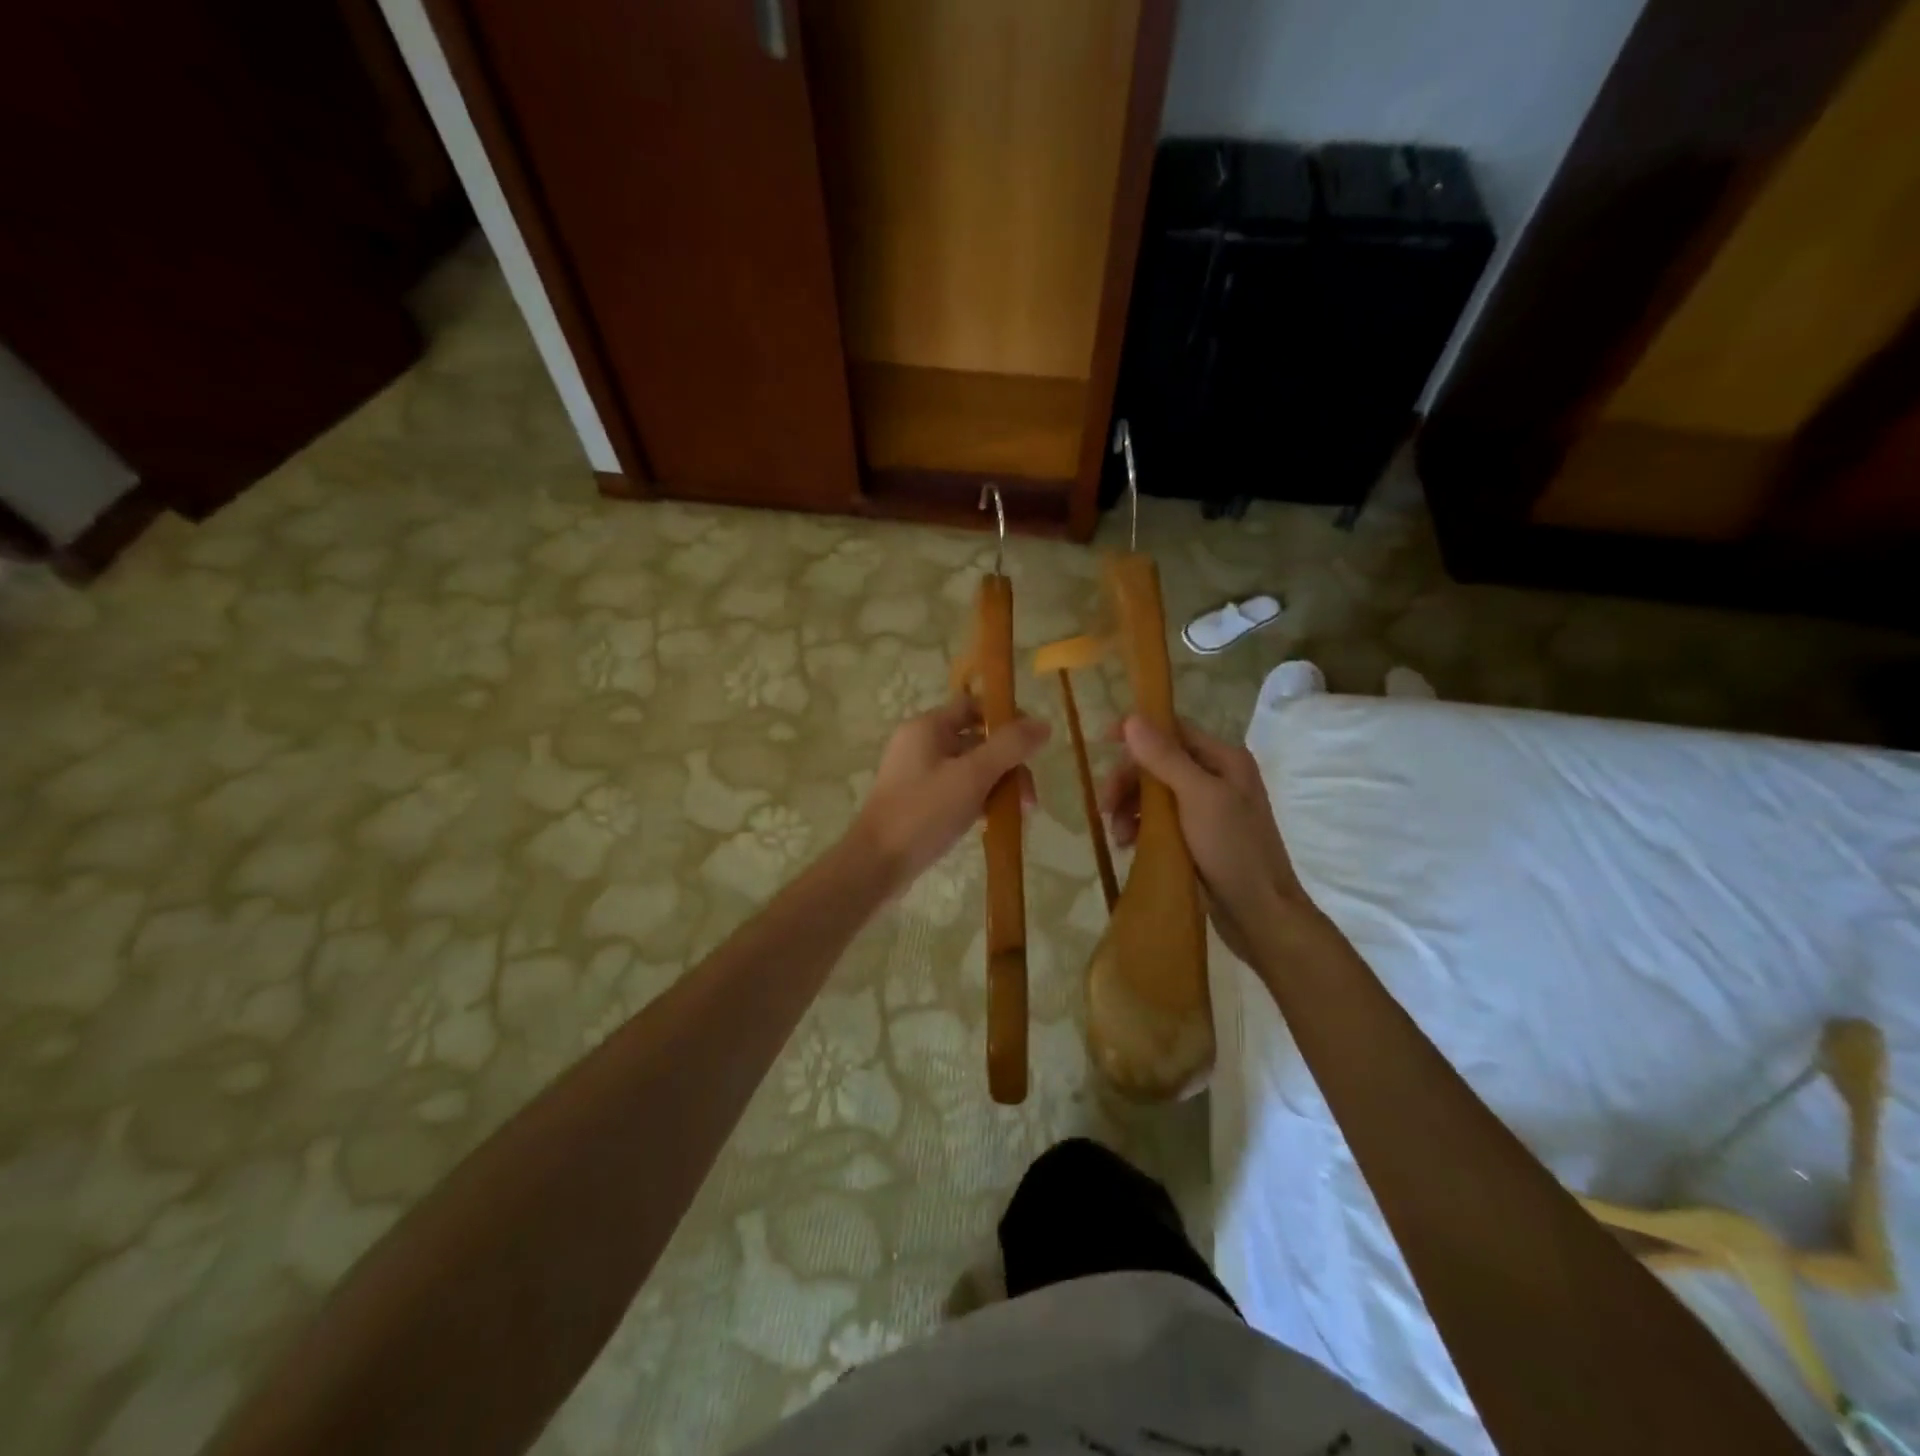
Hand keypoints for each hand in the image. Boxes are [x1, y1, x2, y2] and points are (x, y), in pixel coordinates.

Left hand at [850, 696, 1050, 897]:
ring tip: (1017, 816)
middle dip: (1008, 765)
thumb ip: (1009, 747)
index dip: (1007, 719)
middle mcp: (921, 743)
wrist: (877, 864)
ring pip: (971, 768)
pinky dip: (979, 800)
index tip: (1033, 746)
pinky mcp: (919, 800)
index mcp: (928, 727)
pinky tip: (994, 822)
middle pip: (978, 740)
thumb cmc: (924, 812)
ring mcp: (918, 773)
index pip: (974, 705)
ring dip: (998, 786)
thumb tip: (1044, 724)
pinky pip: (958, 790)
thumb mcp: (972, 776)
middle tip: (1028, 800)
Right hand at [1102, 715, 1311, 962]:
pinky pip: (1159, 820)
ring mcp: (1207, 809)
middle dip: (1129, 781)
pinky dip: (1140, 827)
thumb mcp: (1199, 798)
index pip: (1173, 730)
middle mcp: (1216, 778)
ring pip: (1154, 793)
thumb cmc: (1234, 850)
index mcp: (1224, 760)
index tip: (1101, 742)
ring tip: (1118, 836)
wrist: (1261, 915)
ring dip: (1130, 808)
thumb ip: (1166, 758)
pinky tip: (1128, 845)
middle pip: (1158, 763)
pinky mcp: (1196, 837)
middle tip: (1105, 806)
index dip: (1137, 733)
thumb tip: (1132, 719)